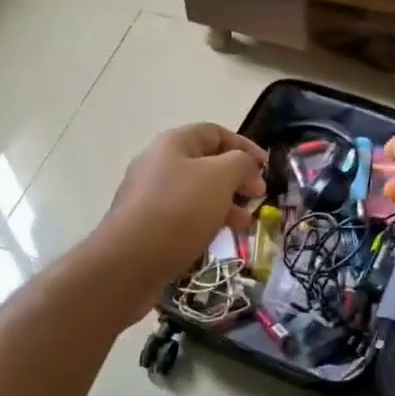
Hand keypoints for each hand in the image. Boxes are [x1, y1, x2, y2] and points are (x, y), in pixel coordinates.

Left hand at [97, 123, 266, 290]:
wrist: (127, 263)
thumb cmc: (179, 211)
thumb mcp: (220, 178)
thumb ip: (241, 163)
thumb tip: (246, 165)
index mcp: (173, 143)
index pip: (216, 132)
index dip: (245, 146)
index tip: (267, 167)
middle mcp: (158, 163)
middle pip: (206, 162)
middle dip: (236, 177)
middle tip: (258, 196)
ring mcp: (148, 195)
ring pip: (196, 191)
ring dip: (225, 202)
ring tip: (244, 221)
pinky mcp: (145, 224)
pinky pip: (183, 214)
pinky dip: (205, 220)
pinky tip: (219, 236)